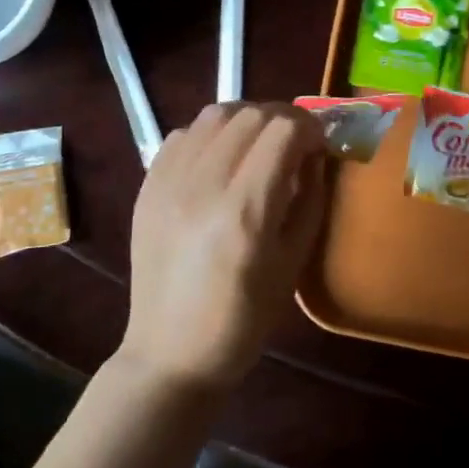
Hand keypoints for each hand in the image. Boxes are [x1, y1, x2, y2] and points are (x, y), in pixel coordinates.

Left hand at [120, 102, 328, 392]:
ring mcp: (169, 181)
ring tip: (258, 143)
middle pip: (250, 114)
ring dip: (246, 118)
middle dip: (283, 118)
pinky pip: (183, 133)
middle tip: (296, 142)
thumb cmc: (243, 319)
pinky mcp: (148, 185)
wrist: (170, 353)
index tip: (320, 144)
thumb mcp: (293, 262)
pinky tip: (221, 158)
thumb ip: (310, 198)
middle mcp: (203, 184)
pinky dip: (210, 133)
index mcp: (245, 210)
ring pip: (214, 113)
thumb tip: (314, 153)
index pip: (283, 131)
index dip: (310, 127)